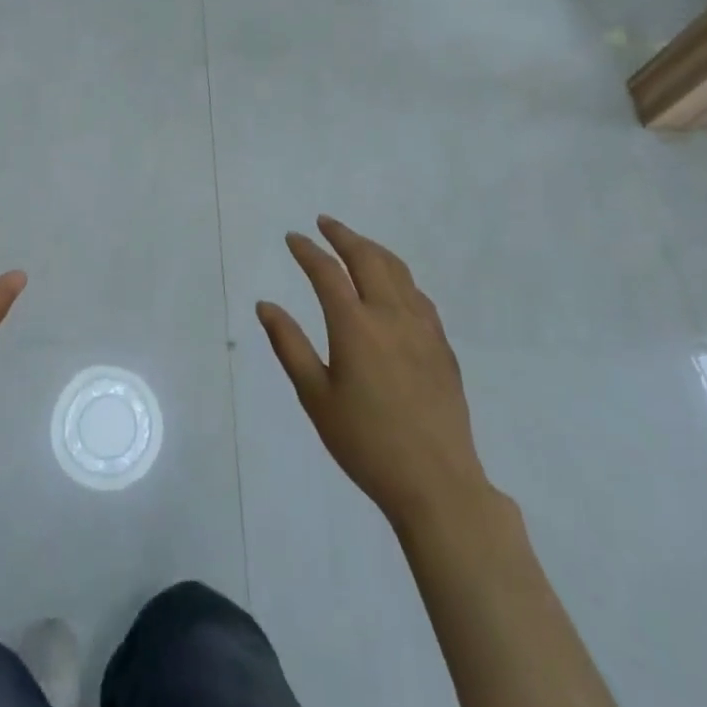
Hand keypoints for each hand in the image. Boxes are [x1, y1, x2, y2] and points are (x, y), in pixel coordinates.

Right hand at [257, 217, 492, 533]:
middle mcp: (391, 315)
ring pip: (398, 271)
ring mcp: (422, 328)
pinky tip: (392, 286)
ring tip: (355, 244)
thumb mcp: (315, 396)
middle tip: (325, 223)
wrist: (436, 482)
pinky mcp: (441, 345)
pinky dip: (398, 276)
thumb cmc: (365, 442)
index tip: (293, 238)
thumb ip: (289, 345)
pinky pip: (417, 295)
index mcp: (355, 326)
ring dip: (373, 250)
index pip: (327, 272)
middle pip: (367, 258)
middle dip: (343, 236)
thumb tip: (265, 305)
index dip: (307, 250)